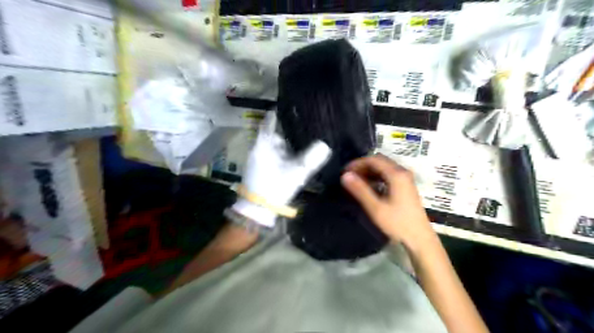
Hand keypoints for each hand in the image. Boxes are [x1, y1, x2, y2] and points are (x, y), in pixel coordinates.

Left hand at [231, 114, 331, 226]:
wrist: (257, 210)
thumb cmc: (274, 188)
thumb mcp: (296, 173)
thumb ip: (311, 159)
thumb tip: (325, 145)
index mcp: (263, 145)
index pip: (270, 122)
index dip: (279, 113)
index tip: (290, 107)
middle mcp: (259, 149)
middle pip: (274, 134)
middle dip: (288, 131)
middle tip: (304, 127)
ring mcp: (258, 159)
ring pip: (274, 146)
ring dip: (286, 144)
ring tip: (301, 141)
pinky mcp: (260, 168)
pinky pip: (273, 155)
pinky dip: (283, 154)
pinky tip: (293, 157)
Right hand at [342, 155, 434, 248]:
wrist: (419, 238)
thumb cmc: (397, 223)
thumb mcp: (376, 207)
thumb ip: (360, 190)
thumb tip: (345, 175)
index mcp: (396, 175)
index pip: (373, 160)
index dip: (357, 163)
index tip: (345, 172)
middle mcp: (402, 172)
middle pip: (379, 161)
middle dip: (362, 166)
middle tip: (349, 176)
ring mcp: (405, 179)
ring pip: (384, 167)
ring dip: (369, 171)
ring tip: (356, 181)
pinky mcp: (406, 185)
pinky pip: (388, 174)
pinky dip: (376, 176)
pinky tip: (369, 186)